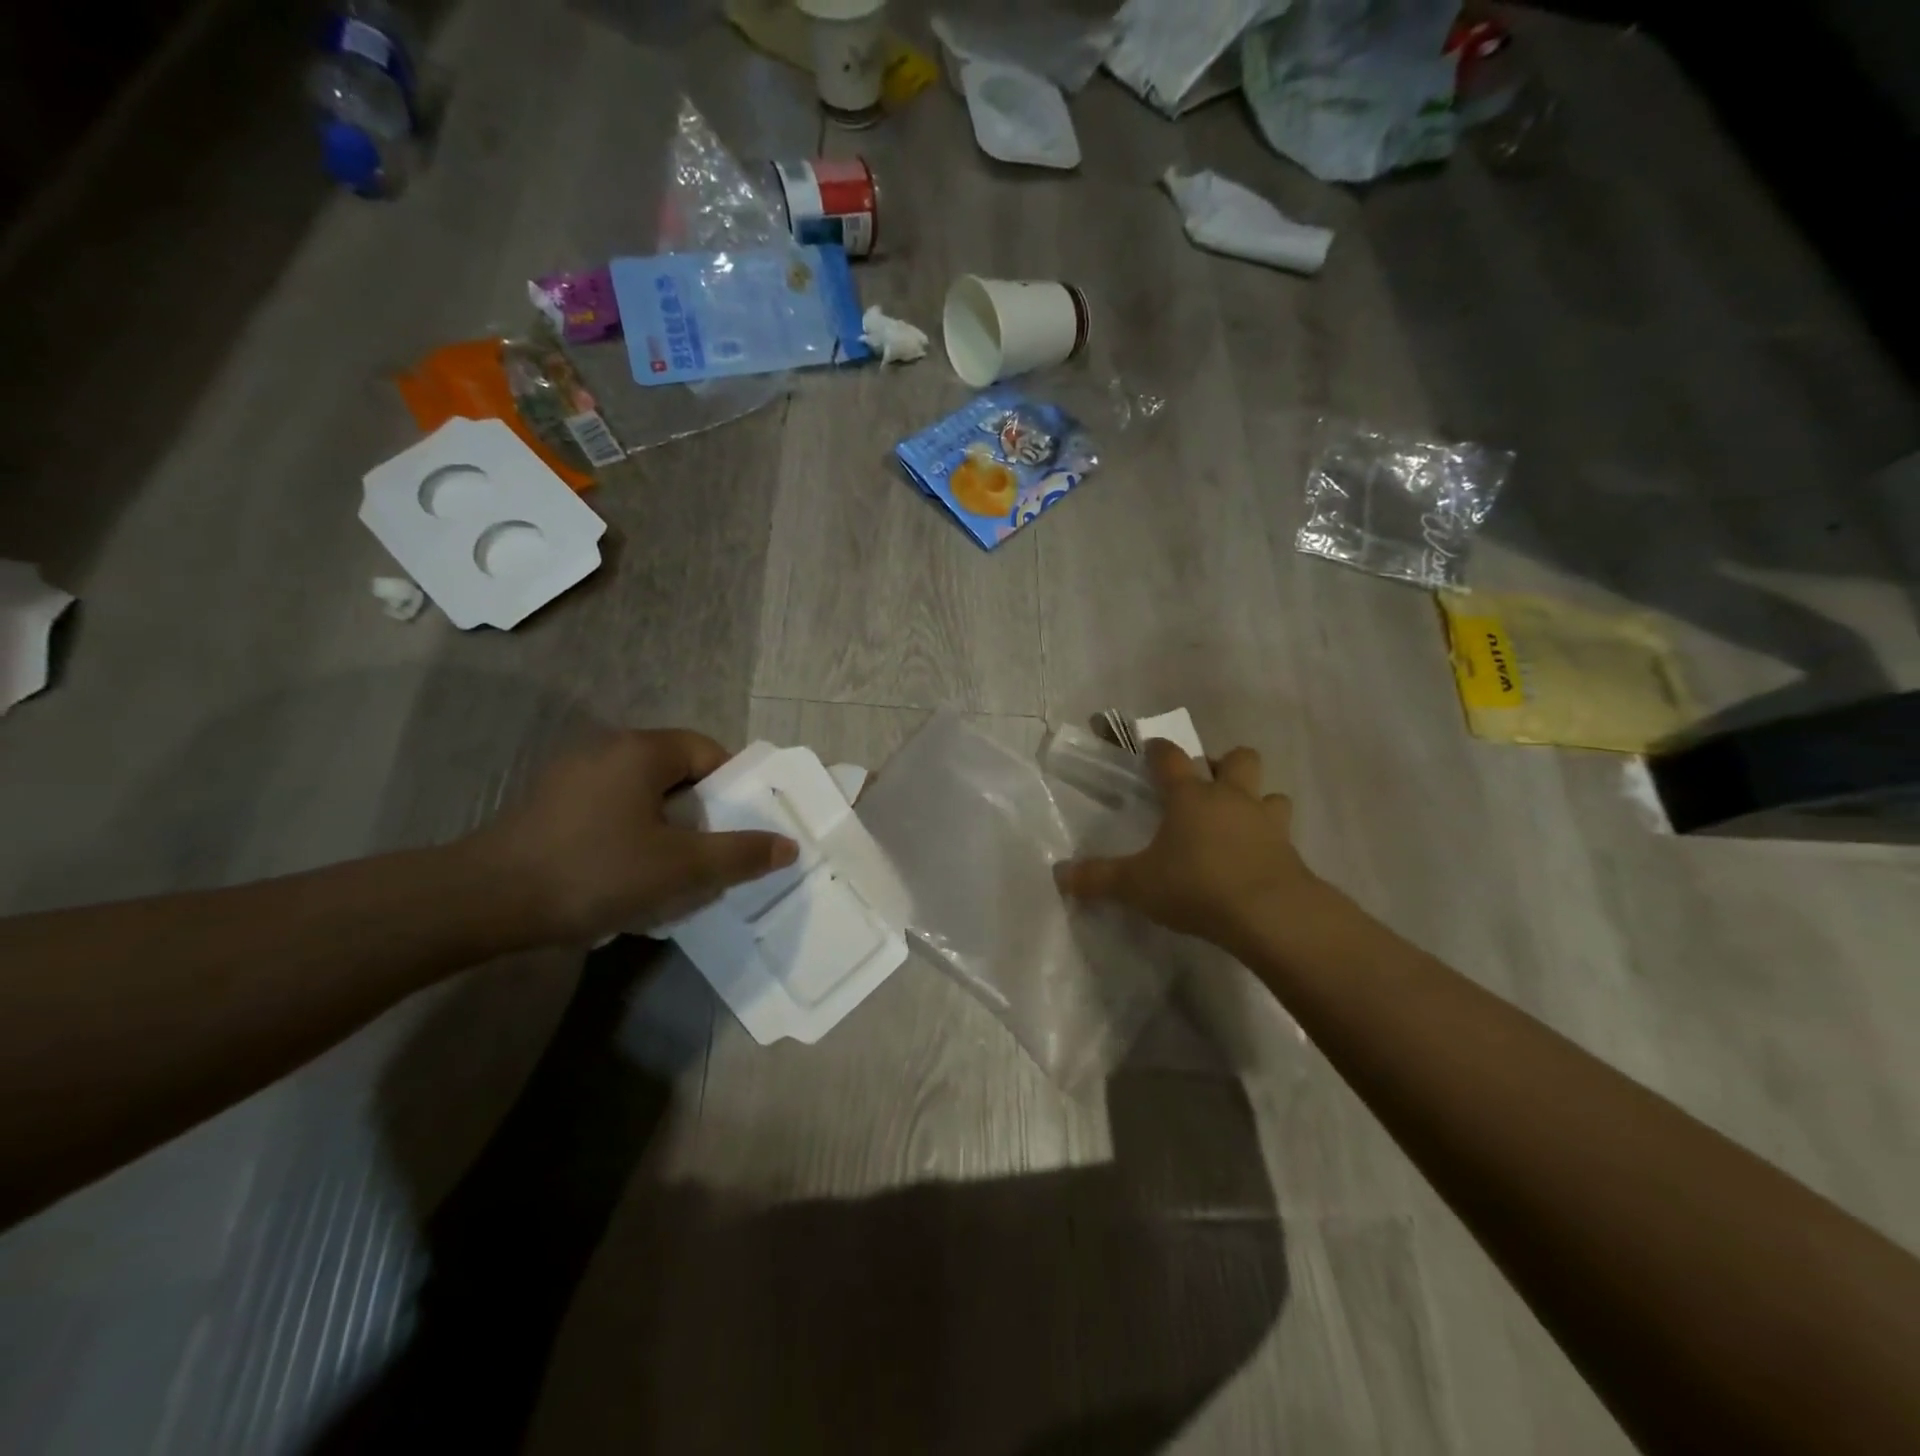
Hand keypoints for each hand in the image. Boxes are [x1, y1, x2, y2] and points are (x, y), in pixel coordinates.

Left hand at [468, 729, 796, 943]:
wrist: (485, 902)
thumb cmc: (596, 872)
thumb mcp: (682, 868)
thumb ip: (741, 854)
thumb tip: (788, 846)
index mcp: (641, 750)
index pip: (708, 751)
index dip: (733, 789)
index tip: (737, 830)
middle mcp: (606, 748)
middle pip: (676, 773)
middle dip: (700, 814)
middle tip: (709, 855)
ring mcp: (571, 775)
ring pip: (642, 794)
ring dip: (665, 828)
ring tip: (670, 872)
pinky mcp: (548, 804)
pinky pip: (610, 809)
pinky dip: (630, 834)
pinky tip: (623, 875)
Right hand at [1055, 740, 1333, 954]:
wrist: (1270, 914)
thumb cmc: (1196, 886)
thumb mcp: (1136, 886)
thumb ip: (1098, 878)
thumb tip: (1059, 875)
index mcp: (1190, 796)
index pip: (1171, 757)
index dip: (1159, 750)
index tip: (1151, 749)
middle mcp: (1230, 798)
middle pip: (1237, 758)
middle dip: (1222, 765)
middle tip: (1206, 788)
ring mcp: (1266, 821)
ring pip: (1269, 792)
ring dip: (1256, 799)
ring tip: (1238, 821)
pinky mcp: (1290, 850)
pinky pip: (1283, 831)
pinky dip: (1271, 838)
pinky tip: (1257, 859)